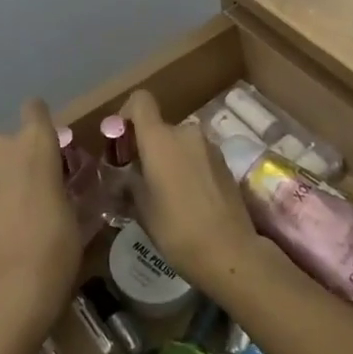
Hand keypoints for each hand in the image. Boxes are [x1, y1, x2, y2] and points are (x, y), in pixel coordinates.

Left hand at [0, 100, 81, 340]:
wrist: (17, 281)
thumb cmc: (58, 246)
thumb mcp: (73, 210)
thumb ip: (59, 186)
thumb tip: (52, 186)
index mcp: (40, 142)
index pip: (35, 110)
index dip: (40, 122)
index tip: (48, 141)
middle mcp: (6, 143)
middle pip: (15, 139)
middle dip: (23, 158)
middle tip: (35, 189)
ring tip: (9, 198)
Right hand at [121, 90, 258, 290]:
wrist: (231, 252)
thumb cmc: (177, 229)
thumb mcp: (141, 209)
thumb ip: (128, 182)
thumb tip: (122, 175)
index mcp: (160, 138)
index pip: (141, 101)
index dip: (127, 114)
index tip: (122, 143)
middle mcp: (185, 132)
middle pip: (159, 127)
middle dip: (147, 148)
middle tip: (139, 179)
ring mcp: (209, 146)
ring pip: (179, 144)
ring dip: (169, 160)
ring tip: (164, 194)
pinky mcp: (225, 163)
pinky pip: (197, 156)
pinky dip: (187, 168)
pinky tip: (187, 200)